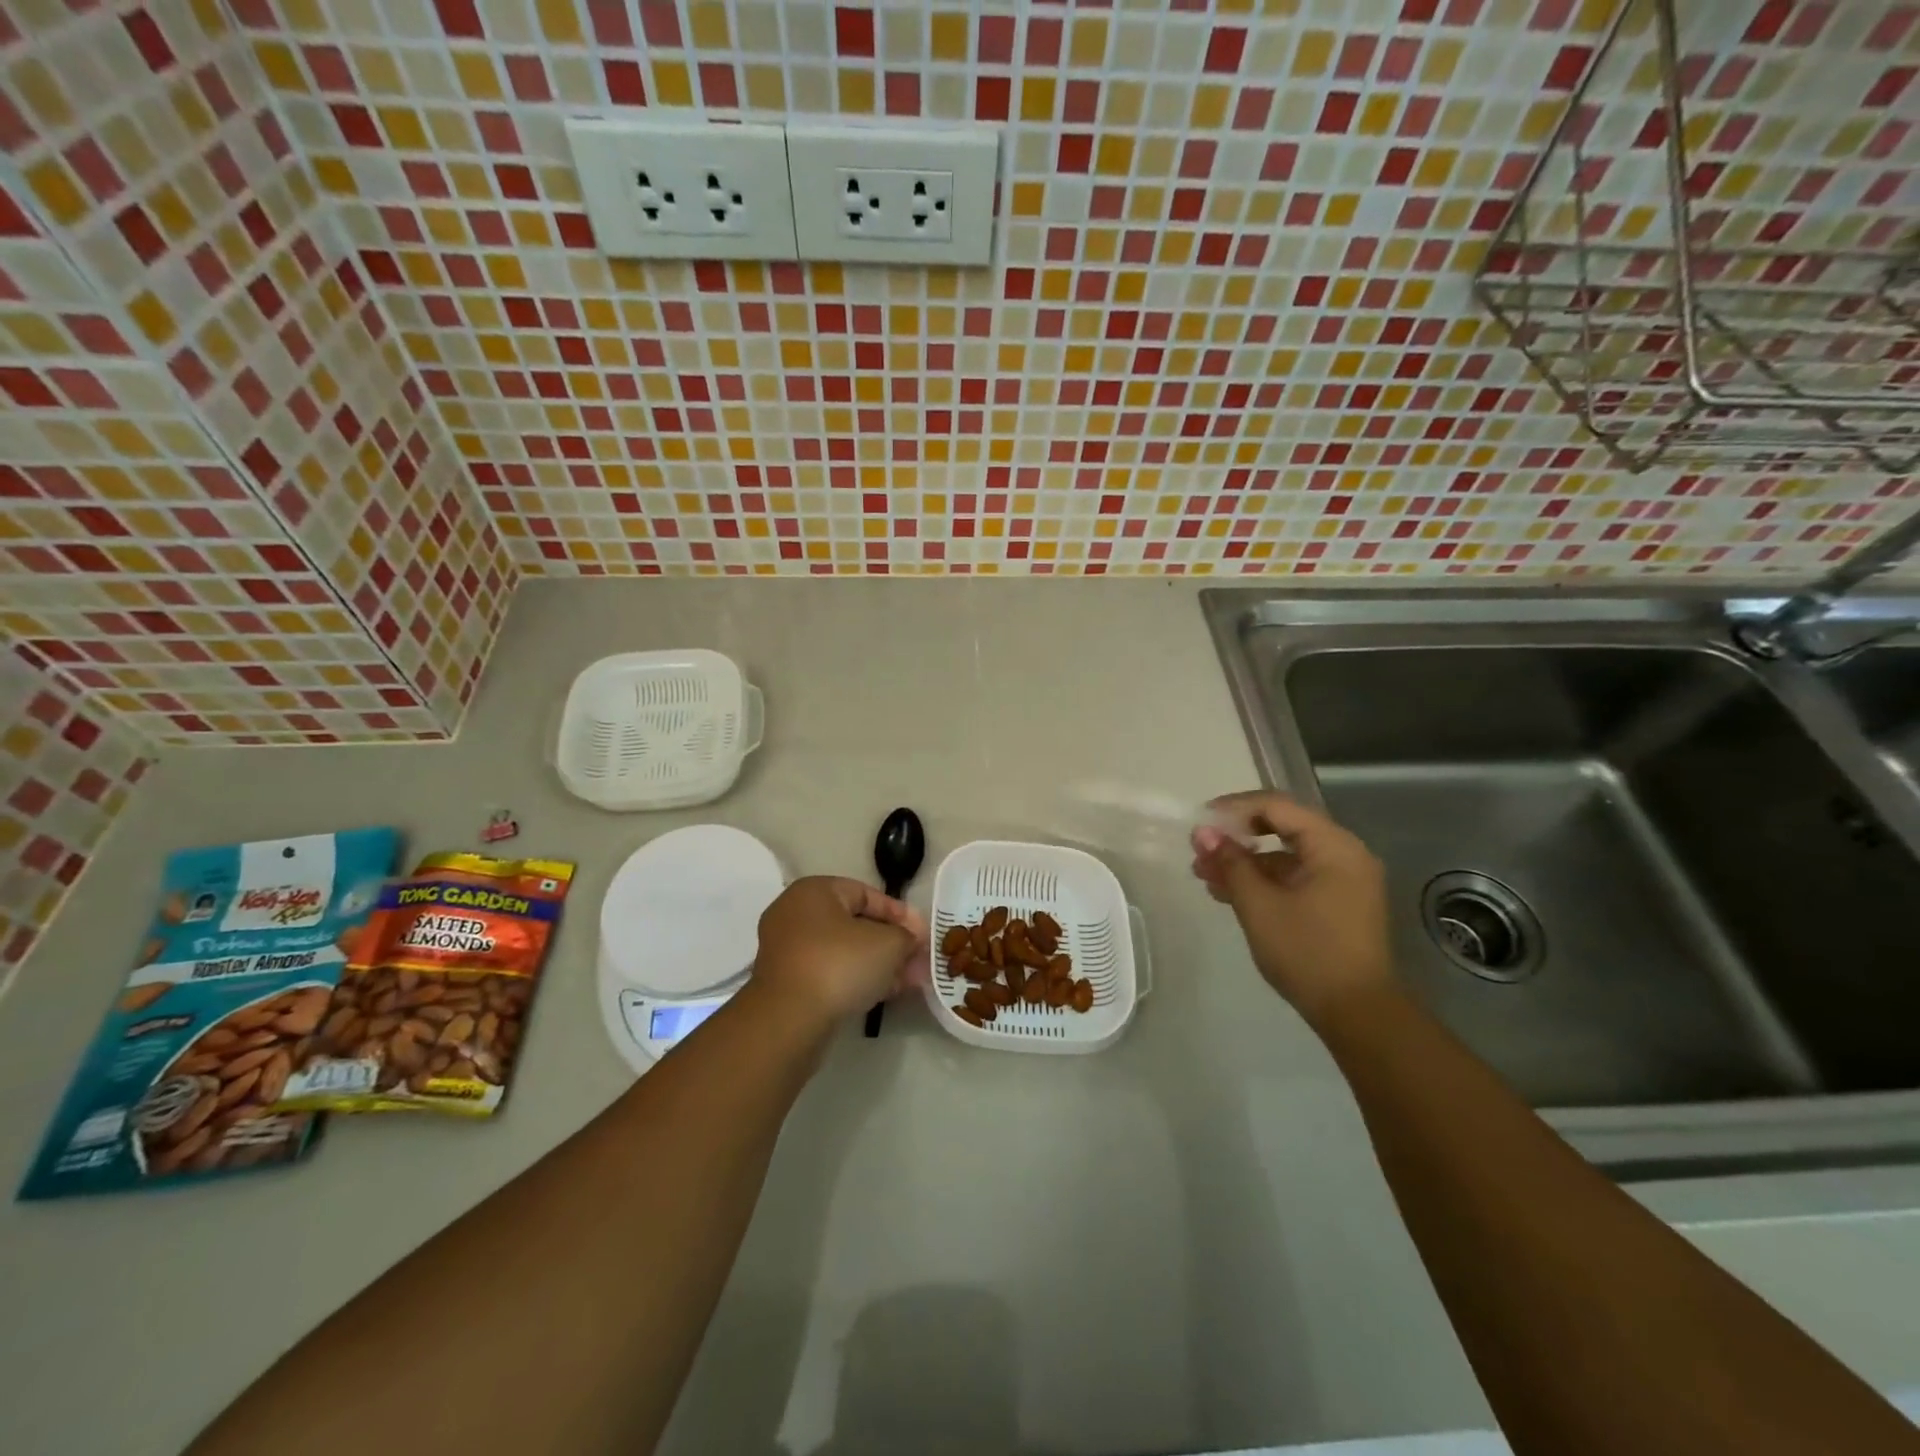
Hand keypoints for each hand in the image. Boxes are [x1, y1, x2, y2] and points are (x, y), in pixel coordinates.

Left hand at [751, 877, 927, 1028]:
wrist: (788, 1020)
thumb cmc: (840, 964)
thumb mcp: (888, 943)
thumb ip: (906, 937)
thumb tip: (913, 941)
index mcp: (815, 891)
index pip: (866, 894)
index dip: (899, 913)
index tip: (922, 934)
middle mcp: (795, 913)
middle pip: (855, 924)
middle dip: (891, 943)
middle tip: (917, 960)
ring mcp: (787, 950)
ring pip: (844, 951)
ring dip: (877, 964)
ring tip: (908, 981)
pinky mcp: (787, 982)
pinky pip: (829, 972)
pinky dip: (856, 979)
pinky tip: (884, 993)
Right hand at [1191, 793, 1394, 1026]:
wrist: (1358, 1014)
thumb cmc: (1308, 952)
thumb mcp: (1259, 905)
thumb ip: (1230, 862)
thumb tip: (1203, 832)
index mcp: (1334, 846)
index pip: (1277, 806)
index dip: (1234, 808)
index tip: (1199, 822)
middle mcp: (1344, 854)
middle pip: (1282, 827)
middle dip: (1236, 836)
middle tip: (1199, 850)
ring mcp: (1343, 880)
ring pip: (1285, 855)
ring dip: (1245, 861)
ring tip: (1204, 875)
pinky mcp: (1336, 903)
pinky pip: (1294, 877)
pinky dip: (1262, 880)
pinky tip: (1228, 893)